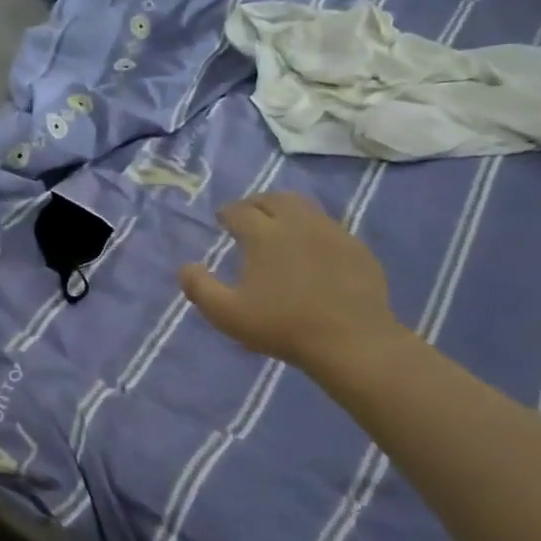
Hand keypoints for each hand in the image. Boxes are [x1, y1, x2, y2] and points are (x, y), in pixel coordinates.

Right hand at [179, 192, 401, 374]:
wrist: (351, 341)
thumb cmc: (282, 326)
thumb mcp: (227, 314)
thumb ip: (199, 288)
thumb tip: (185, 266)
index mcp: (263, 234)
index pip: (239, 210)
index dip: (227, 213)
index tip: (222, 220)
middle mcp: (297, 222)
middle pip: (273, 199)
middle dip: (255, 204)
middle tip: (248, 217)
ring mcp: (331, 232)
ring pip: (303, 206)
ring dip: (285, 210)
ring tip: (278, 226)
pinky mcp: (355, 247)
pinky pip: (328, 226)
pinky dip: (311, 229)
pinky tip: (311, 249)